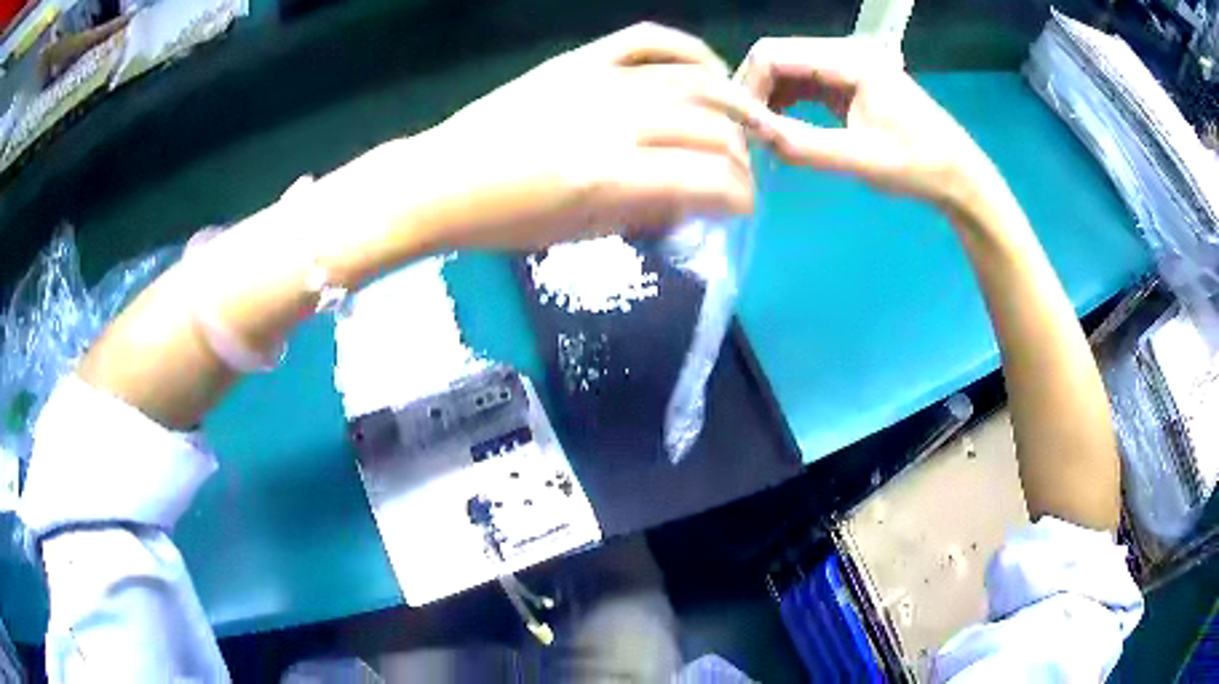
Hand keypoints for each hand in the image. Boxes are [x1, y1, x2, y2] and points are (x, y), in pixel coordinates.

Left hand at [413, 23, 774, 248]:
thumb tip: (695, 201)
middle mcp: (612, 120)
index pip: (705, 180)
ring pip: (693, 79)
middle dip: (740, 157)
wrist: (442, 178)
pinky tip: (707, 71)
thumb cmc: (501, 220)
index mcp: (607, 176)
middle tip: (741, 173)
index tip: (743, 207)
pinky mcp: (580, 59)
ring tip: (751, 119)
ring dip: (734, 101)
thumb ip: (645, 213)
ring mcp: (597, 80)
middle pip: (709, 128)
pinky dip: (689, 51)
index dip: (739, 197)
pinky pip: (648, 39)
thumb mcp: (577, 233)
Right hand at [737, 37, 999, 211]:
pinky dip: (786, 102)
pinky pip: (804, 82)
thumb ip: (803, 144)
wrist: (958, 175)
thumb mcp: (860, 159)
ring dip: (768, 97)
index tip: (740, 126)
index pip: (774, 54)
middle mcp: (844, 52)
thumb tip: (750, 134)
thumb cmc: (917, 167)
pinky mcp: (849, 81)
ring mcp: (847, 65)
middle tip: (746, 133)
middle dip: (754, 92)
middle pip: (777, 56)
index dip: (747, 86)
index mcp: (850, 60)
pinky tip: (782, 127)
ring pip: (787, 69)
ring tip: (761, 134)